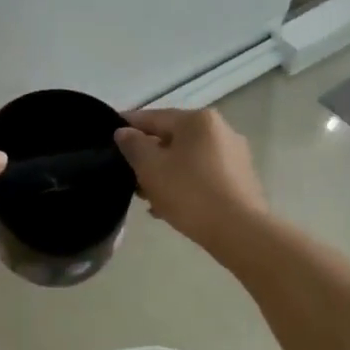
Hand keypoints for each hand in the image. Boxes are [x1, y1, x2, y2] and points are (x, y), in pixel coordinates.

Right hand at [113, 108, 265, 246]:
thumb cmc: (190, 193)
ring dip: (165, 173)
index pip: (153, 117)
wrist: (239, 232)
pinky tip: (169, 207)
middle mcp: (220, 130)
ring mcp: (234, 155)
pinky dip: (184, 184)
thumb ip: (133, 145)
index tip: (108, 135)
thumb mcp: (151, 168)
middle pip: (172, 138)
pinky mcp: (241, 180)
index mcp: (198, 120)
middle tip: (127, 175)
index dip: (128, 125)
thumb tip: (124, 132)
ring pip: (188, 158)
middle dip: (148, 156)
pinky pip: (203, 175)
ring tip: (147, 197)